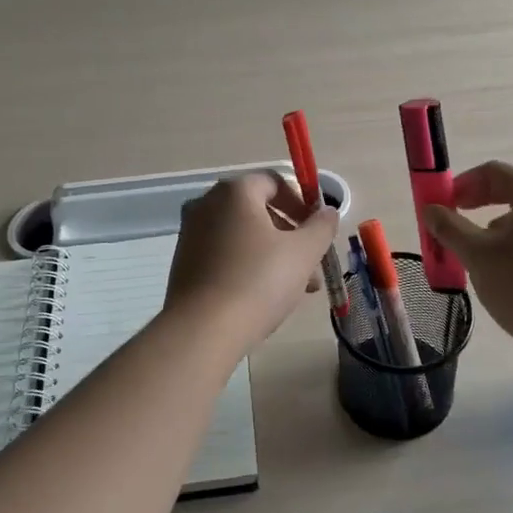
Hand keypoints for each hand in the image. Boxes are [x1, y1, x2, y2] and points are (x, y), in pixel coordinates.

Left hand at [165, 172, 338, 349]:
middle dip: (291, 236)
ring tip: (297, 289)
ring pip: (243, 236)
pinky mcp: (184, 263)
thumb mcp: (303, 252)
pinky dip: (248, 266)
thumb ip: (321, 227)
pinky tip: (265, 297)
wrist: (203, 330)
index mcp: (234, 191)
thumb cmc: (258, 281)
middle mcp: (207, 204)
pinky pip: (225, 254)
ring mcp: (191, 234)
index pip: (275, 182)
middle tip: (312, 265)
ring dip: (273, 255)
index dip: (302, 203)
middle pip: (259, 210)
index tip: (318, 231)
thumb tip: (328, 212)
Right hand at [421, 162, 512, 349]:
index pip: (494, 172)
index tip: (441, 205)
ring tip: (476, 261)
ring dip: (494, 234)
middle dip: (476, 210)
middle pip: (511, 195)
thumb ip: (449, 228)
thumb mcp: (476, 253)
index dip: (462, 184)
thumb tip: (431, 210)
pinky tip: (505, 280)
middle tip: (453, 230)